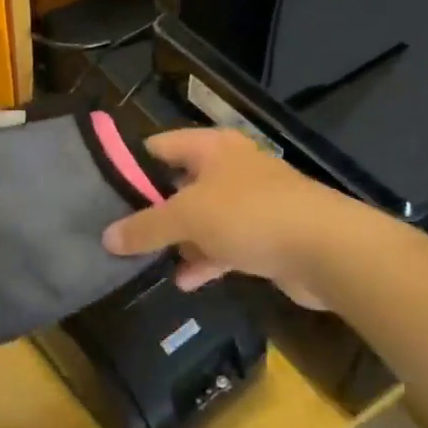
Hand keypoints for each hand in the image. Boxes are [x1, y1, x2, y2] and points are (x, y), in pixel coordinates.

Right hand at [101, 129, 360, 306]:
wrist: (326, 249)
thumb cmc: (250, 215)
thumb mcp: (188, 217)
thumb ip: (146, 227)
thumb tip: (107, 237)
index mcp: (212, 147)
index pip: (160, 146)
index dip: (131, 165)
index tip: (102, 191)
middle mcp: (229, 169)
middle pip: (179, 184)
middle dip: (151, 209)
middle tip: (118, 232)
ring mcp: (249, 204)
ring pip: (201, 219)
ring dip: (178, 240)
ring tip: (142, 261)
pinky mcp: (263, 237)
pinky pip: (223, 246)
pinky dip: (204, 261)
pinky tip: (184, 282)